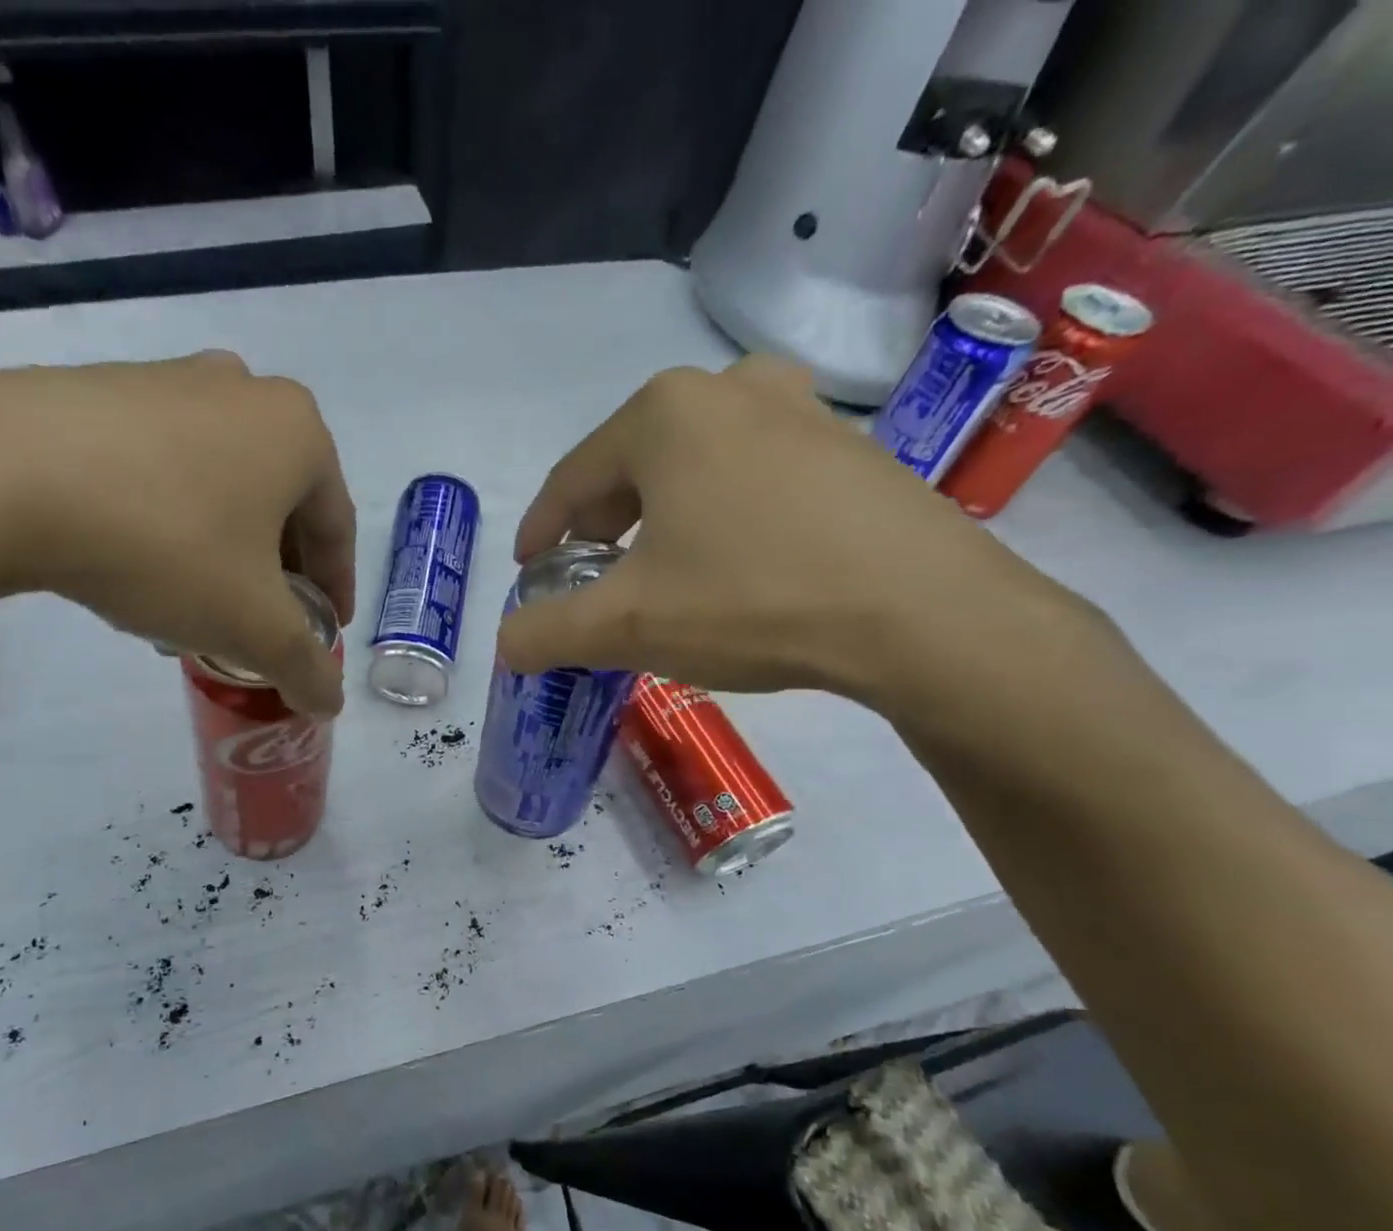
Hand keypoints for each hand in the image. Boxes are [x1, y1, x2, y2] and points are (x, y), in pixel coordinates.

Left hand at [0, 351, 354, 713]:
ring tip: (197, 603)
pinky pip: (162, 468)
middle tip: (262, 622)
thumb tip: (329, 705)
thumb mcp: (252, 625)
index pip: (337, 528)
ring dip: (223, 549)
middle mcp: (242, 392)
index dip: (335, 589)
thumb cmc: (165, 545)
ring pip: (220, 486)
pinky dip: (170, 520)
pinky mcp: (101, 389)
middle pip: (280, 504)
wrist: (0, 476)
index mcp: (296, 432)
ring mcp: (166, 380)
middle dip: (277, 571)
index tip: (325, 632)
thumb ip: (304, 667)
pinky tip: (139, 565)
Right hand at [499, 356, 1060, 706]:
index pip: (571, 478)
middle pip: (631, 466)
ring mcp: (798, 411)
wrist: (921, 613)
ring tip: (658, 570)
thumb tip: (507, 644)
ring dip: (660, 517)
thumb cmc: (751, 599)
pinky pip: (752, 478)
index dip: (541, 530)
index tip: (528, 571)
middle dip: (600, 524)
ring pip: (694, 468)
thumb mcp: (627, 625)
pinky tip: (732, 563)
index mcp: (663, 414)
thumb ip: (548, 632)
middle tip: (590, 576)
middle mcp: (728, 390)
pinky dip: (720, 516)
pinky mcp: (847, 448)